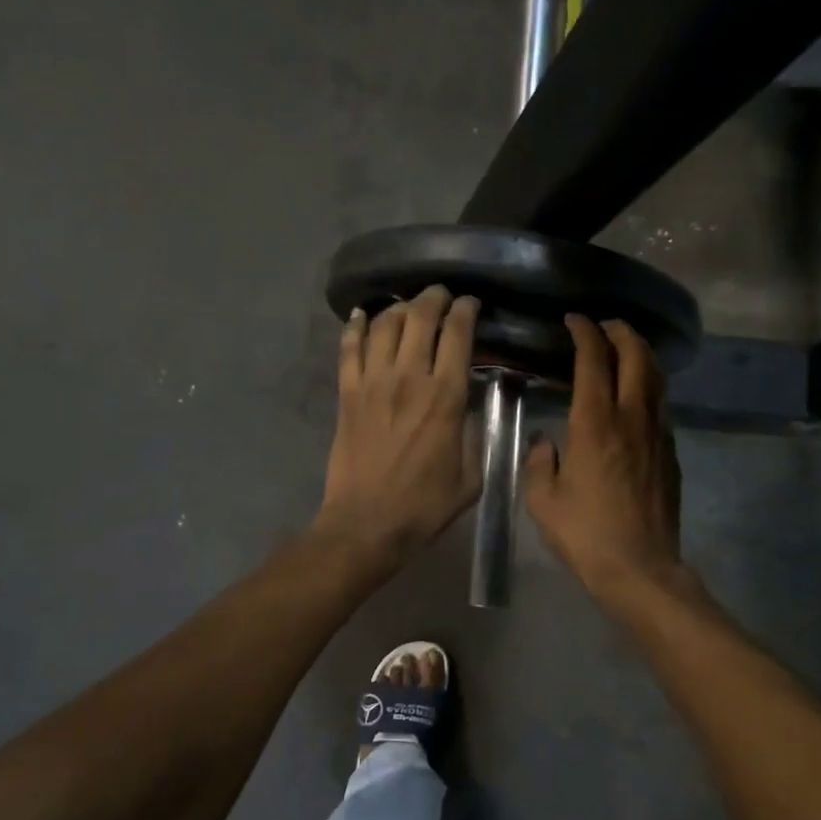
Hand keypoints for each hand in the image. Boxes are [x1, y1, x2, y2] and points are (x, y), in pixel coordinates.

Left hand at [315, 286, 480, 563]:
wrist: (366, 524)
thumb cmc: (424, 506)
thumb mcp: (470, 477)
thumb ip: (474, 435)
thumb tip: (469, 407)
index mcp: (445, 397)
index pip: (458, 334)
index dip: (466, 310)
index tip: (471, 304)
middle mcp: (408, 378)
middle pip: (420, 317)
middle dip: (434, 298)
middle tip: (441, 296)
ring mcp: (372, 383)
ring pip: (384, 325)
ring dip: (399, 307)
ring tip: (408, 306)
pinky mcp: (347, 394)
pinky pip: (349, 348)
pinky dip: (355, 327)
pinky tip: (362, 315)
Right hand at [524, 315, 686, 601]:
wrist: (640, 568)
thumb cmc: (585, 534)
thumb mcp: (543, 500)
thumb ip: (540, 462)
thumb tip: (547, 443)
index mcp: (595, 423)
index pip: (594, 360)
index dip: (585, 333)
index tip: (575, 321)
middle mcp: (631, 418)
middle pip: (636, 357)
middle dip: (621, 332)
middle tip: (605, 325)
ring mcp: (657, 434)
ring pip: (656, 378)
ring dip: (641, 354)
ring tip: (626, 348)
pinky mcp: (670, 454)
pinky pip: (661, 406)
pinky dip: (649, 387)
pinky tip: (637, 397)